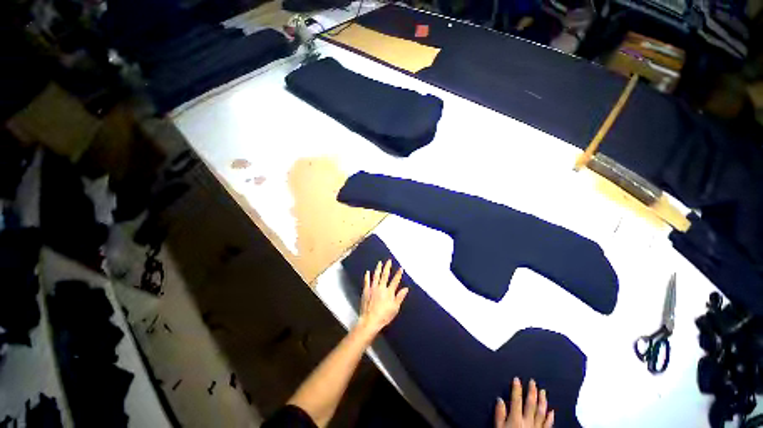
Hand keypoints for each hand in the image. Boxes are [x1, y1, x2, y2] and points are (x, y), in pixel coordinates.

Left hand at [356, 259, 408, 336]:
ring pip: (376, 276)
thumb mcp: (395, 308)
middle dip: (387, 267)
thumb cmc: (384, 316)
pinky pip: (367, 281)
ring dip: (378, 268)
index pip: (395, 280)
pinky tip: (367, 272)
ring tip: (379, 263)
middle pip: (385, 275)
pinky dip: (367, 276)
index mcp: (389, 292)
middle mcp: (381, 287)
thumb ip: (400, 297)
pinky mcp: (366, 291)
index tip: (401, 268)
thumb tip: (406, 288)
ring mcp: (373, 288)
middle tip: (389, 260)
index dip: (398, 274)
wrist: (370, 320)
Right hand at [495, 378, 553, 427]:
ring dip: (542, 401)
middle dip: (532, 392)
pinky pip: (548, 425)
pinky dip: (550, 417)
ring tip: (543, 392)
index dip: (517, 389)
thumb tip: (500, 399)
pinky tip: (552, 411)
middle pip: (531, 404)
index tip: (517, 379)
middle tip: (533, 382)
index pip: (517, 400)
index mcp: (516, 418)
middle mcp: (528, 421)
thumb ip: (499, 414)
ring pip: (541, 412)